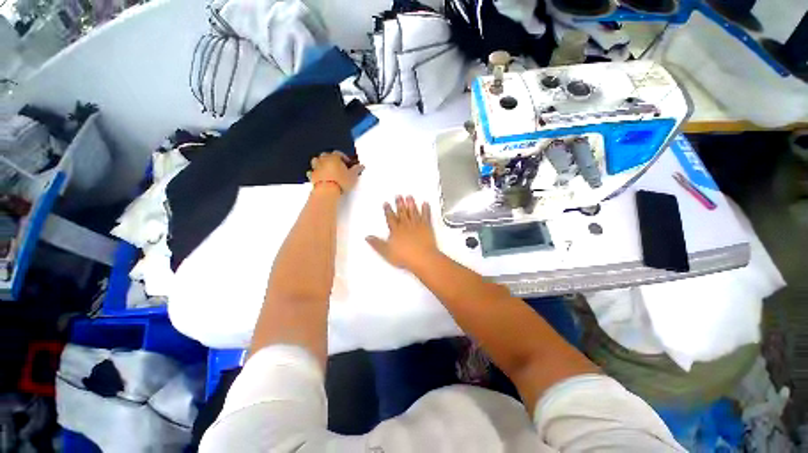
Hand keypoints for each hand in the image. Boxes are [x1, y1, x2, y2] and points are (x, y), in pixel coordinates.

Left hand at [307, 151, 363, 193]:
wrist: (327, 191)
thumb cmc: (340, 182)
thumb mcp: (353, 176)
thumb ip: (357, 169)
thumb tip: (360, 166)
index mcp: (334, 157)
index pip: (340, 154)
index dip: (345, 158)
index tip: (348, 163)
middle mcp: (324, 160)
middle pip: (327, 155)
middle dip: (332, 159)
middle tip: (338, 166)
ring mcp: (317, 167)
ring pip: (317, 161)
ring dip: (322, 163)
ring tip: (328, 169)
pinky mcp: (312, 176)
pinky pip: (312, 172)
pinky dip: (316, 173)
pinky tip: (320, 176)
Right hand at [366, 196, 438, 270]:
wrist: (422, 257)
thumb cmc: (404, 256)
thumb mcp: (386, 252)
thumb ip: (376, 243)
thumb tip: (367, 237)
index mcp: (396, 230)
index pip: (390, 218)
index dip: (388, 210)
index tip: (386, 203)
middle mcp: (406, 225)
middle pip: (402, 212)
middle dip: (399, 204)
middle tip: (398, 196)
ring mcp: (417, 225)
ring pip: (413, 212)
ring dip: (411, 204)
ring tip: (409, 197)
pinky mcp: (427, 227)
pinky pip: (426, 216)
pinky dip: (426, 209)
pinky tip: (425, 204)